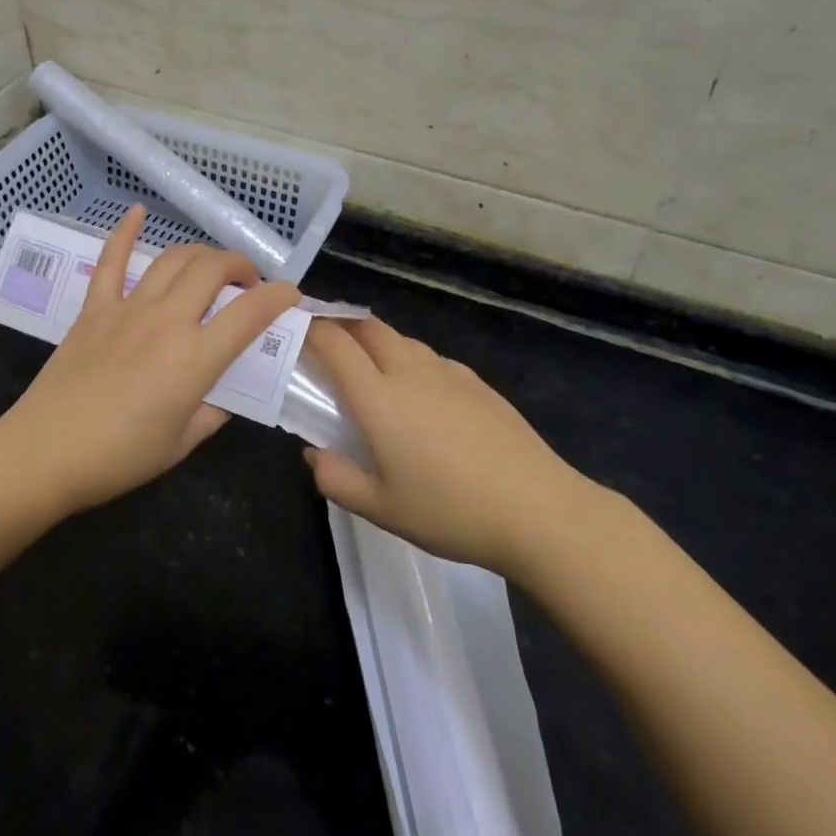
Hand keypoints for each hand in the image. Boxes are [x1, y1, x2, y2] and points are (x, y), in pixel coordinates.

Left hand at [0, 204, 302, 513]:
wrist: (45, 453)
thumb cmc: (119, 457)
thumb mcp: (182, 443)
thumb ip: (213, 412)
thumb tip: (224, 391)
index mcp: (195, 357)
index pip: (250, 313)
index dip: (279, 297)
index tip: (291, 295)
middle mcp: (167, 320)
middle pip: (213, 269)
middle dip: (240, 267)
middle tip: (248, 284)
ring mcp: (128, 308)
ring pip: (174, 259)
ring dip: (201, 254)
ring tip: (212, 266)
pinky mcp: (95, 308)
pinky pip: (112, 260)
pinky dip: (126, 232)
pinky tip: (137, 212)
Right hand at [300, 317, 598, 576]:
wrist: (538, 510)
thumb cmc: (450, 511)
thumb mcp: (381, 509)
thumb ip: (337, 479)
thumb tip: (314, 454)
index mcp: (379, 398)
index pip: (336, 345)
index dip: (312, 328)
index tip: (297, 328)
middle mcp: (410, 373)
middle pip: (370, 328)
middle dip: (344, 325)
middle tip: (329, 343)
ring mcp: (449, 374)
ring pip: (403, 340)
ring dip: (379, 342)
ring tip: (373, 367)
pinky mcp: (479, 384)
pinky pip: (434, 358)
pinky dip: (414, 361)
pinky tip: (423, 392)